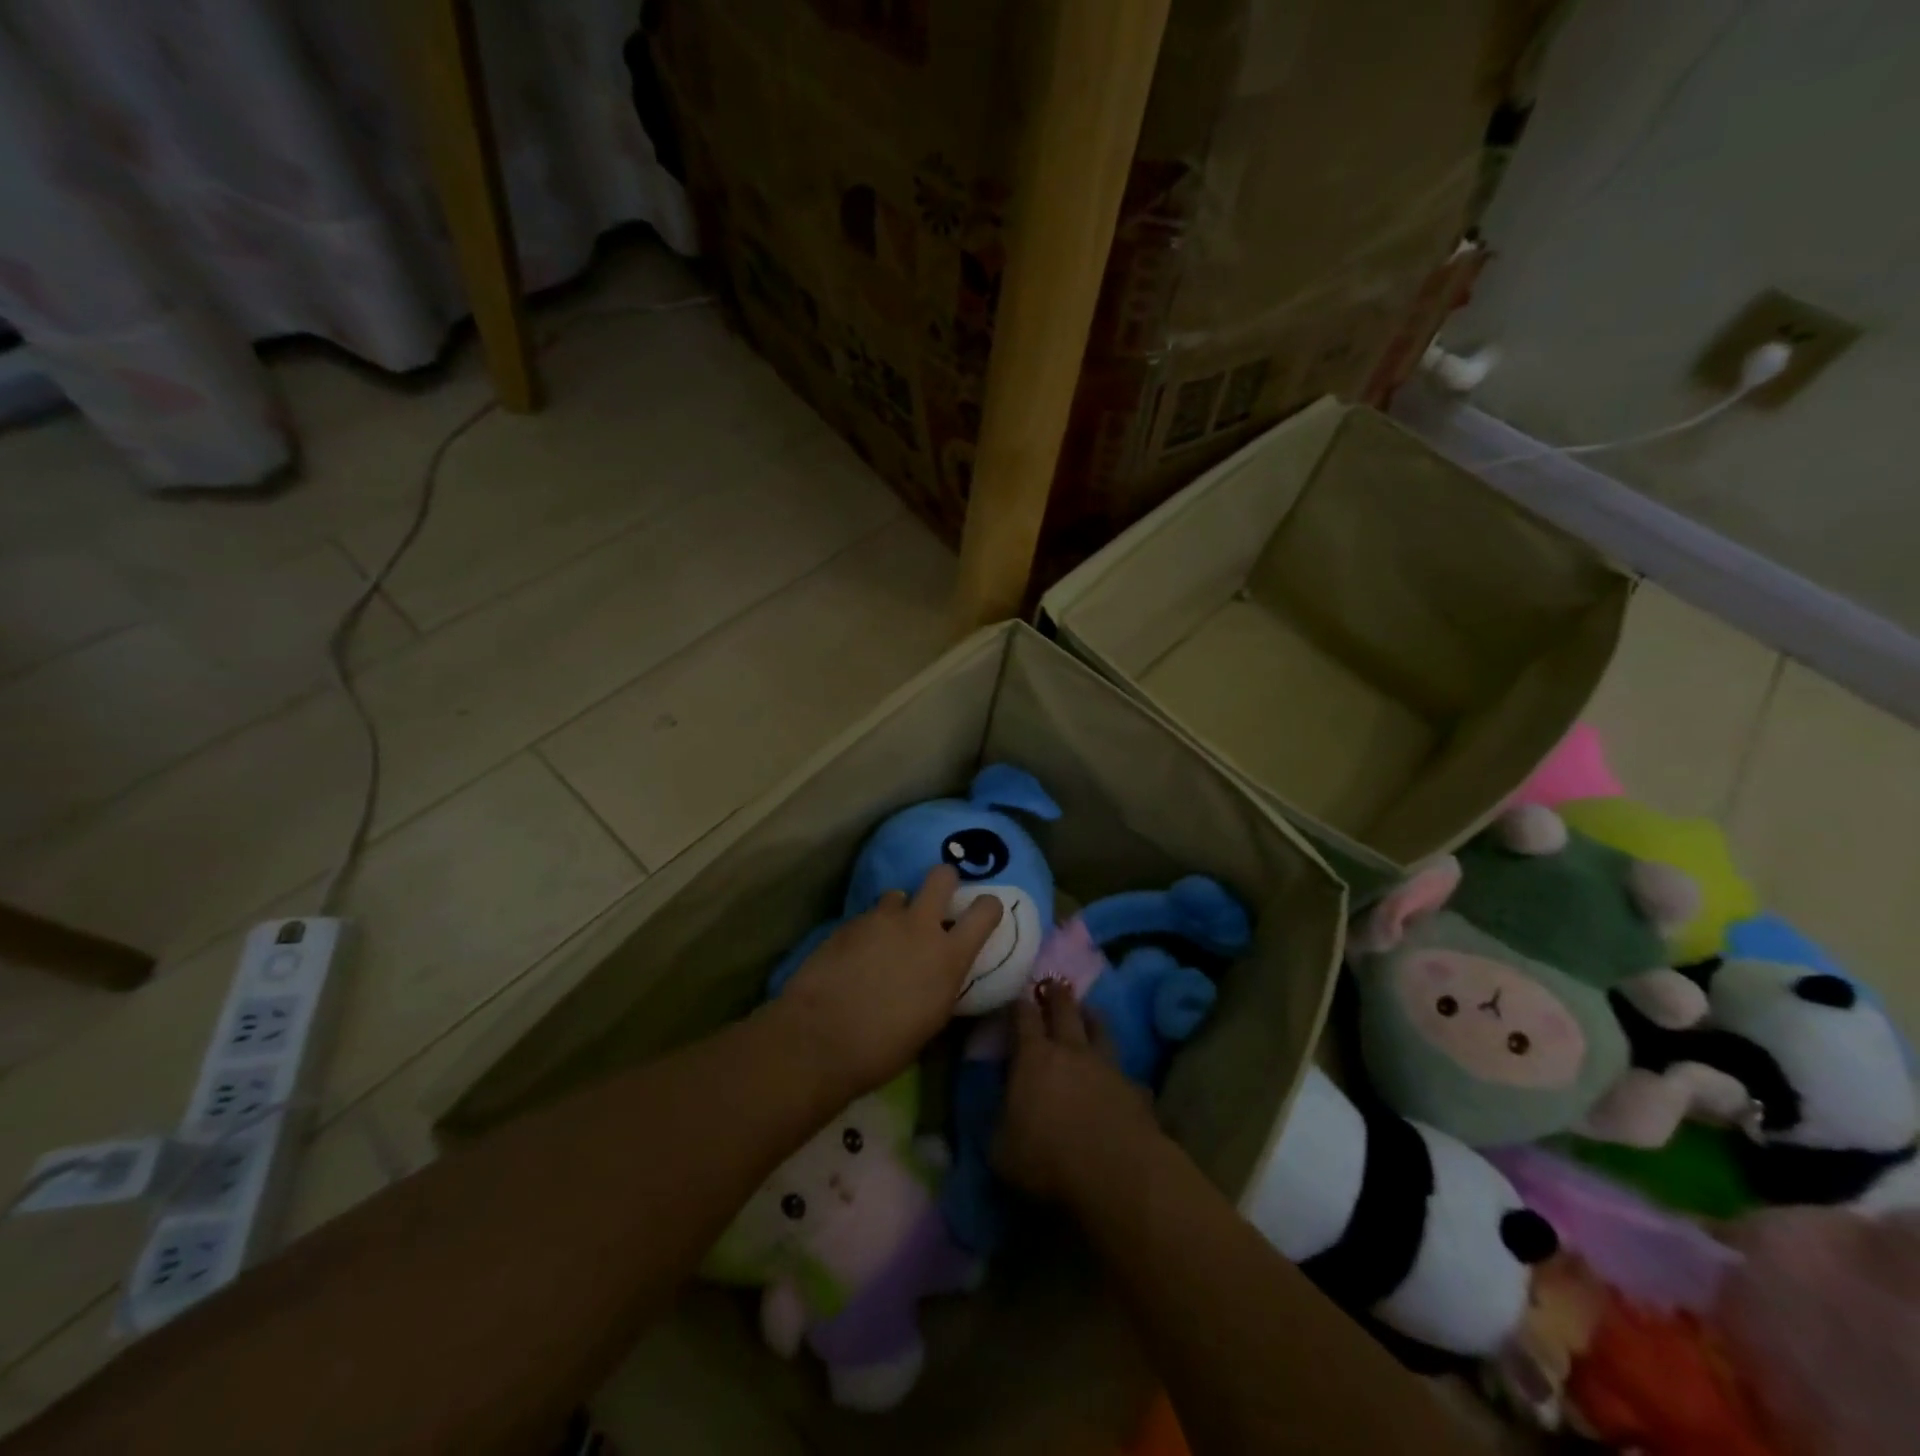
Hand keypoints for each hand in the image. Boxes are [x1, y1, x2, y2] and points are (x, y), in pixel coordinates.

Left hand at [774, 865, 1000, 1101]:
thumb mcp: (932, 1019)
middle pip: (942, 876)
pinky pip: (868, 916)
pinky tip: (855, 955)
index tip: (982, 913)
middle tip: (936, 902)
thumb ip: (942, 983)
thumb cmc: (883, 1047)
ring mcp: (882, 919)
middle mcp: (919, 926)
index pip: (985, 910)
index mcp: (949, 956)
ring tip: (886, 937)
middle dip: (944, 881)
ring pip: (898, 894)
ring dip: (898, 911)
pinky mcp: (849, 922)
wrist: (820, 1038)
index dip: (987, 907)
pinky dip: (868, 930)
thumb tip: (939, 972)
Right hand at [995, 980, 1163, 1205]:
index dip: (1018, 1005)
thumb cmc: (1049, 1161)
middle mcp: (1071, 1051)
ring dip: (1091, 1018)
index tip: (1015, 997)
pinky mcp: (1135, 1089)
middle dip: (1056, 994)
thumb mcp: (1001, 1149)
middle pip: (1065, 1009)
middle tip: (1052, 982)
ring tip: (1088, 1011)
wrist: (1119, 1176)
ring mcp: (1107, 1066)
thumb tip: (1001, 1109)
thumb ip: (999, 1121)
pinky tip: (1118, 1078)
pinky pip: (1124, 1071)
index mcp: (1033, 1057)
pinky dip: (1117, 1071)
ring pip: (1100, 1029)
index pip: (1023, 1017)